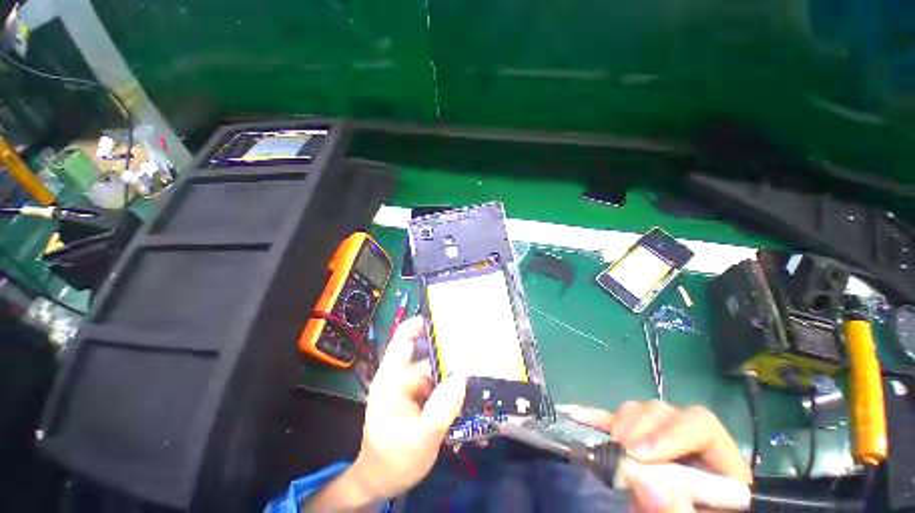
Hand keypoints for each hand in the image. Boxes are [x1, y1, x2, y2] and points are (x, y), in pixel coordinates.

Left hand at [306, 317, 465, 510]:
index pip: (403, 339)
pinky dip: (457, 386)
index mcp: (392, 378)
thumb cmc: (392, 462)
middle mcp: (405, 377)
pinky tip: (475, 389)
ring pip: (440, 371)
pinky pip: (443, 386)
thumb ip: (441, 410)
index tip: (447, 318)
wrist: (383, 482)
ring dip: (458, 371)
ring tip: (484, 366)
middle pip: (429, 354)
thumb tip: (463, 375)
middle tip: (480, 345)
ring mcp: (416, 388)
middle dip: (452, 350)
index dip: (421, 324)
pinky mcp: (425, 398)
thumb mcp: (418, 440)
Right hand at [561, 401, 750, 512]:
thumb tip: (644, 481)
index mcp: (721, 464)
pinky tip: (574, 413)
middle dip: (639, 429)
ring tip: (611, 449)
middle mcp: (691, 443)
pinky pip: (615, 421)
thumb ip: (678, 512)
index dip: (670, 433)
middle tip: (620, 452)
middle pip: (666, 413)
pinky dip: (595, 418)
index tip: (637, 454)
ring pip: (640, 411)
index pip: (701, 425)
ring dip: (621, 424)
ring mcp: (661, 439)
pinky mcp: (637, 443)